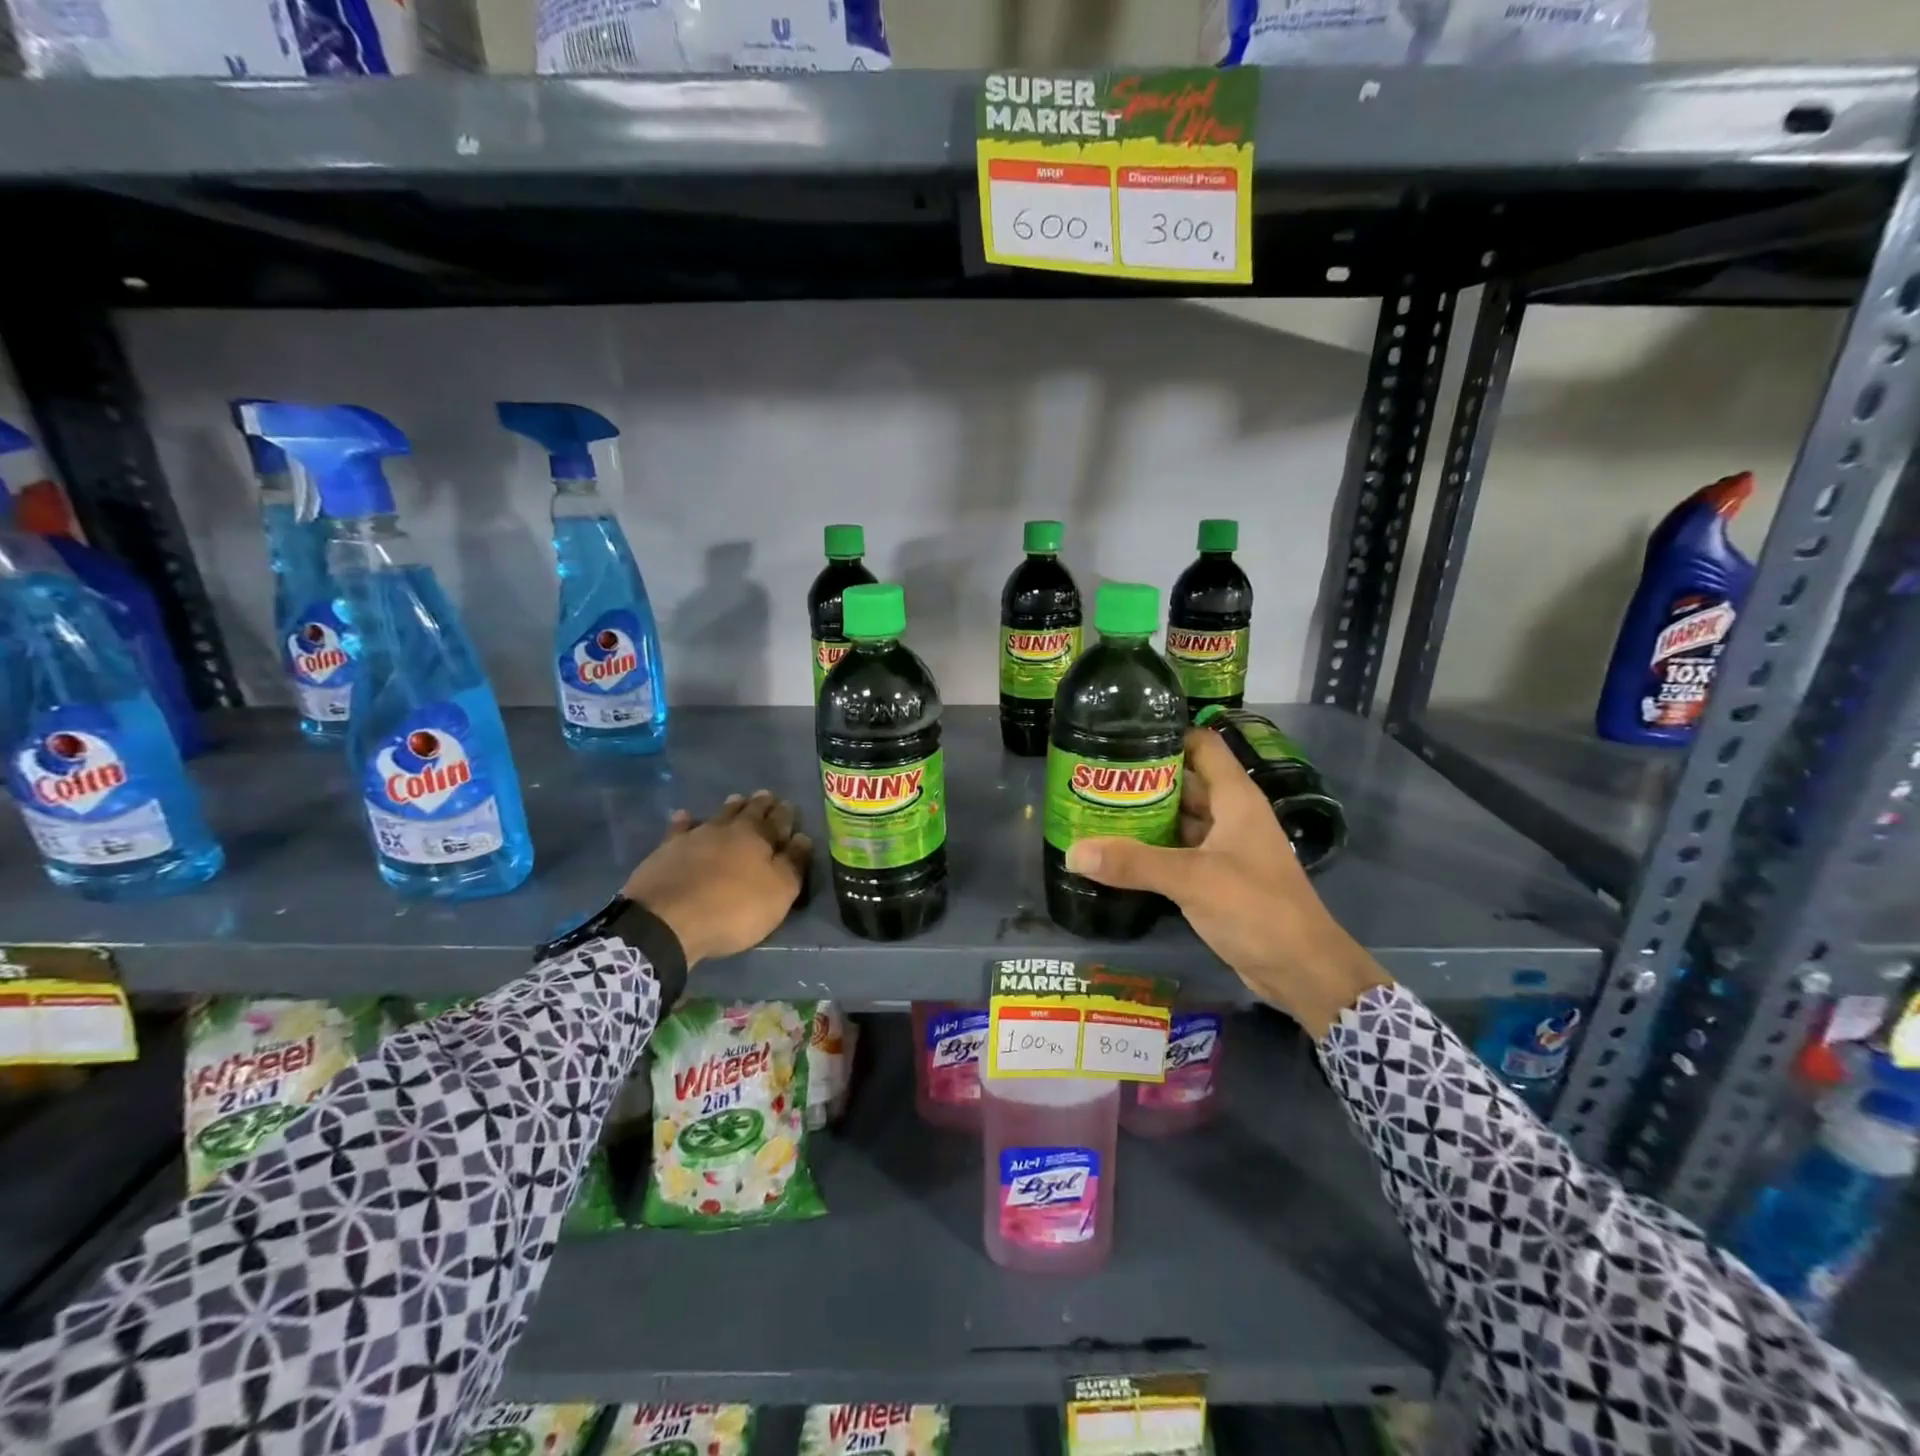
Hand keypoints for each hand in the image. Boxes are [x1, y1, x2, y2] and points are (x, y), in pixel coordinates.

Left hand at [623, 790, 811, 967]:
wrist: (667, 920)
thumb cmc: (733, 909)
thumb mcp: (778, 892)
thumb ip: (793, 864)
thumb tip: (803, 838)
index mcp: (758, 838)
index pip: (778, 820)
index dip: (786, 814)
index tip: (790, 805)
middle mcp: (727, 829)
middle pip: (748, 812)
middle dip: (760, 804)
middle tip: (767, 795)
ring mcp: (694, 837)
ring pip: (717, 815)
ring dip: (729, 807)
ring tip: (737, 799)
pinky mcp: (666, 850)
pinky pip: (679, 829)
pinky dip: (685, 821)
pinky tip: (685, 816)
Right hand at [1063, 728, 1389, 1037]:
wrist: (1302, 971)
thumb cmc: (1256, 909)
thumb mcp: (1192, 879)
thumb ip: (1133, 864)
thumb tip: (1073, 852)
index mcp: (1235, 798)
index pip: (1202, 746)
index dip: (1166, 735)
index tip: (1121, 735)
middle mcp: (1231, 816)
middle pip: (1184, 782)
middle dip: (1143, 779)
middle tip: (1093, 776)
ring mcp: (1225, 848)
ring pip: (1180, 819)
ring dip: (1145, 816)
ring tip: (1096, 809)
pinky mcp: (1218, 878)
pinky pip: (1180, 852)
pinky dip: (1153, 849)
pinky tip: (1118, 853)